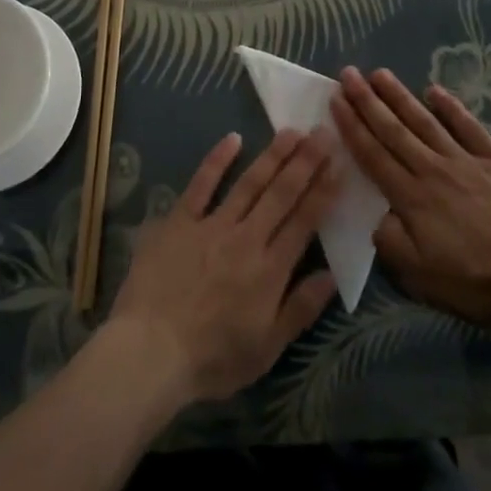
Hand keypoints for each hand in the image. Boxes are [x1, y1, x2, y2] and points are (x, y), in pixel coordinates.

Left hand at [109, 128, 341, 404]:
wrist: (150, 351)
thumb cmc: (212, 358)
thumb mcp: (266, 348)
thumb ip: (301, 308)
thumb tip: (333, 275)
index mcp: (270, 270)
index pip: (304, 221)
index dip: (324, 190)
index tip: (339, 162)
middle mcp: (246, 238)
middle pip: (282, 193)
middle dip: (305, 161)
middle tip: (322, 132)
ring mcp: (212, 225)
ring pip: (249, 183)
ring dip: (273, 155)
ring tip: (292, 131)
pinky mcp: (180, 220)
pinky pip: (201, 184)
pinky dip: (217, 160)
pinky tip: (233, 138)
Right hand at [331, 67, 490, 328]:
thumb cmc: (480, 282)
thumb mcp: (423, 278)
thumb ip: (392, 244)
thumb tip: (373, 217)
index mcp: (412, 198)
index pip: (373, 156)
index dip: (352, 127)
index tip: (334, 100)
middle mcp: (433, 170)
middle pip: (394, 131)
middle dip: (367, 101)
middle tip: (348, 74)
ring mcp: (467, 162)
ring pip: (425, 122)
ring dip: (400, 97)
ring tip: (379, 73)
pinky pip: (470, 128)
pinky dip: (452, 108)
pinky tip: (436, 91)